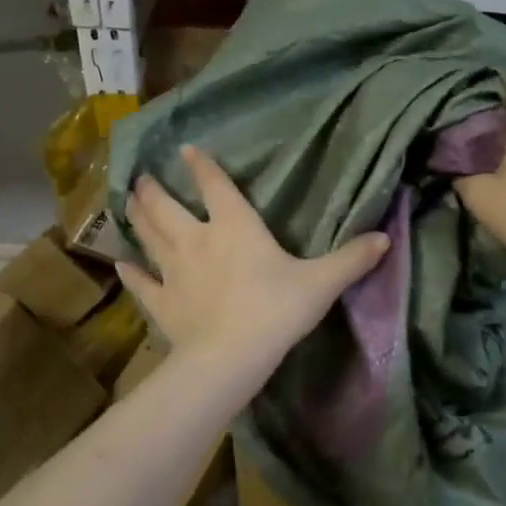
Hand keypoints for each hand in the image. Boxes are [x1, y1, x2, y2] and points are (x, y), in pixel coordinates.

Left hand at [119, 145, 389, 392]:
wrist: (232, 355)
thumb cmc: (277, 310)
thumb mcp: (321, 283)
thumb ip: (351, 259)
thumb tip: (385, 238)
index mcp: (234, 227)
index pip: (215, 186)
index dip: (203, 166)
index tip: (187, 150)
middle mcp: (197, 240)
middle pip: (167, 208)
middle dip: (154, 191)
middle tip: (142, 179)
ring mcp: (173, 271)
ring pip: (149, 237)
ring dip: (137, 219)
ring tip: (128, 202)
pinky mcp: (162, 303)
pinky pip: (142, 284)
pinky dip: (131, 273)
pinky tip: (121, 264)